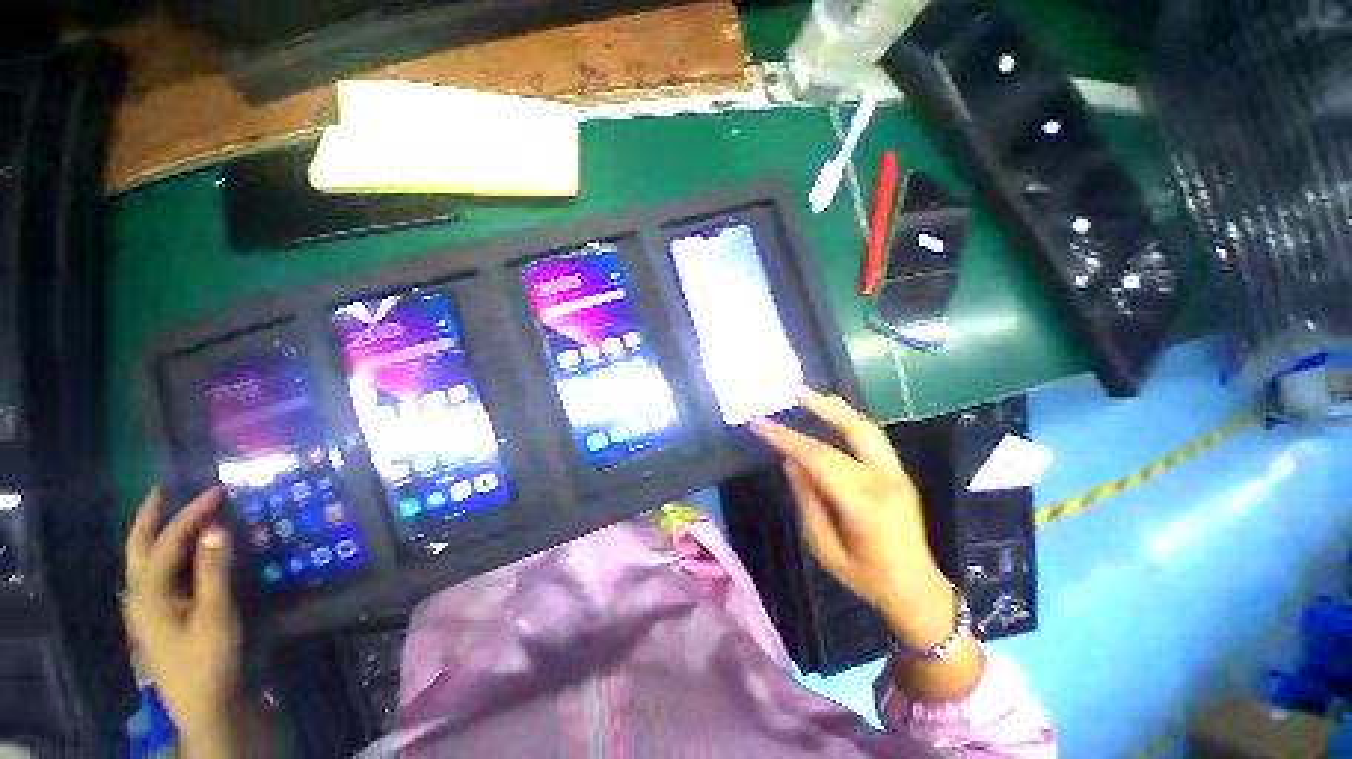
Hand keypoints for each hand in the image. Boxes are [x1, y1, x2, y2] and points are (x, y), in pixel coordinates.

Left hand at [123, 487, 244, 751]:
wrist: (203, 705)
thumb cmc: (209, 659)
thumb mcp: (216, 616)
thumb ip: (214, 571)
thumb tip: (216, 528)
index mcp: (149, 594)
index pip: (167, 542)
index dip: (191, 514)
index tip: (217, 490)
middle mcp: (140, 595)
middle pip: (139, 548)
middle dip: (149, 518)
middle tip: (163, 490)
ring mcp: (147, 608)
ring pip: (145, 561)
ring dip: (156, 533)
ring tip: (171, 512)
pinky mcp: (160, 617)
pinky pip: (158, 574)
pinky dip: (167, 554)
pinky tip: (180, 552)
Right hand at [750, 388, 954, 649]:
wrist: (917, 591)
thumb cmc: (866, 578)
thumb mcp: (825, 549)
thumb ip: (807, 501)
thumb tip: (790, 461)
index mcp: (864, 504)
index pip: (819, 458)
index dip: (786, 438)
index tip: (760, 424)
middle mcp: (885, 481)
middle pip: (851, 432)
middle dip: (819, 407)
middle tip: (793, 390)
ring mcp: (898, 474)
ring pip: (867, 428)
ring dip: (837, 408)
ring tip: (811, 393)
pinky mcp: (900, 473)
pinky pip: (874, 438)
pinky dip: (851, 419)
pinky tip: (835, 411)